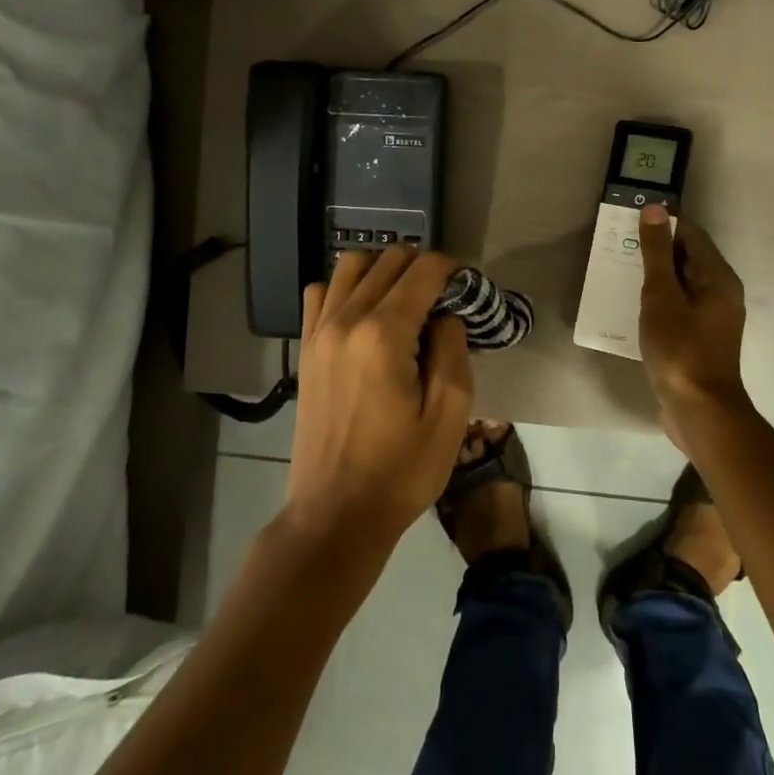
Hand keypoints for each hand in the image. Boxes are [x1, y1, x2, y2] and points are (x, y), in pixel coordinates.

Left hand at [287, 247, 473, 569]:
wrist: (335, 514)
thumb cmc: (400, 471)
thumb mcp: (449, 416)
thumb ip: (453, 350)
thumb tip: (445, 316)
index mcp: (384, 335)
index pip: (422, 271)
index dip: (451, 269)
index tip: (467, 286)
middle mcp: (346, 320)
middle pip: (388, 260)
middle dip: (422, 268)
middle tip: (444, 298)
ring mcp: (319, 331)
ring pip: (351, 266)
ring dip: (383, 271)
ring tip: (405, 302)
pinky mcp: (306, 347)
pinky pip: (321, 292)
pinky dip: (346, 288)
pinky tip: (365, 316)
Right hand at [637, 203, 750, 450]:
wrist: (698, 410)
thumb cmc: (680, 349)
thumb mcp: (662, 296)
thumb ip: (656, 253)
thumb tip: (655, 209)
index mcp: (718, 278)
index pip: (691, 235)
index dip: (662, 225)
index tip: (629, 224)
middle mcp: (720, 293)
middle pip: (686, 258)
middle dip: (654, 251)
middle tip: (617, 247)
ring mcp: (710, 318)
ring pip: (680, 284)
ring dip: (653, 277)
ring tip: (618, 273)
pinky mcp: (698, 339)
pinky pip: (677, 307)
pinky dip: (657, 301)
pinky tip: (632, 306)